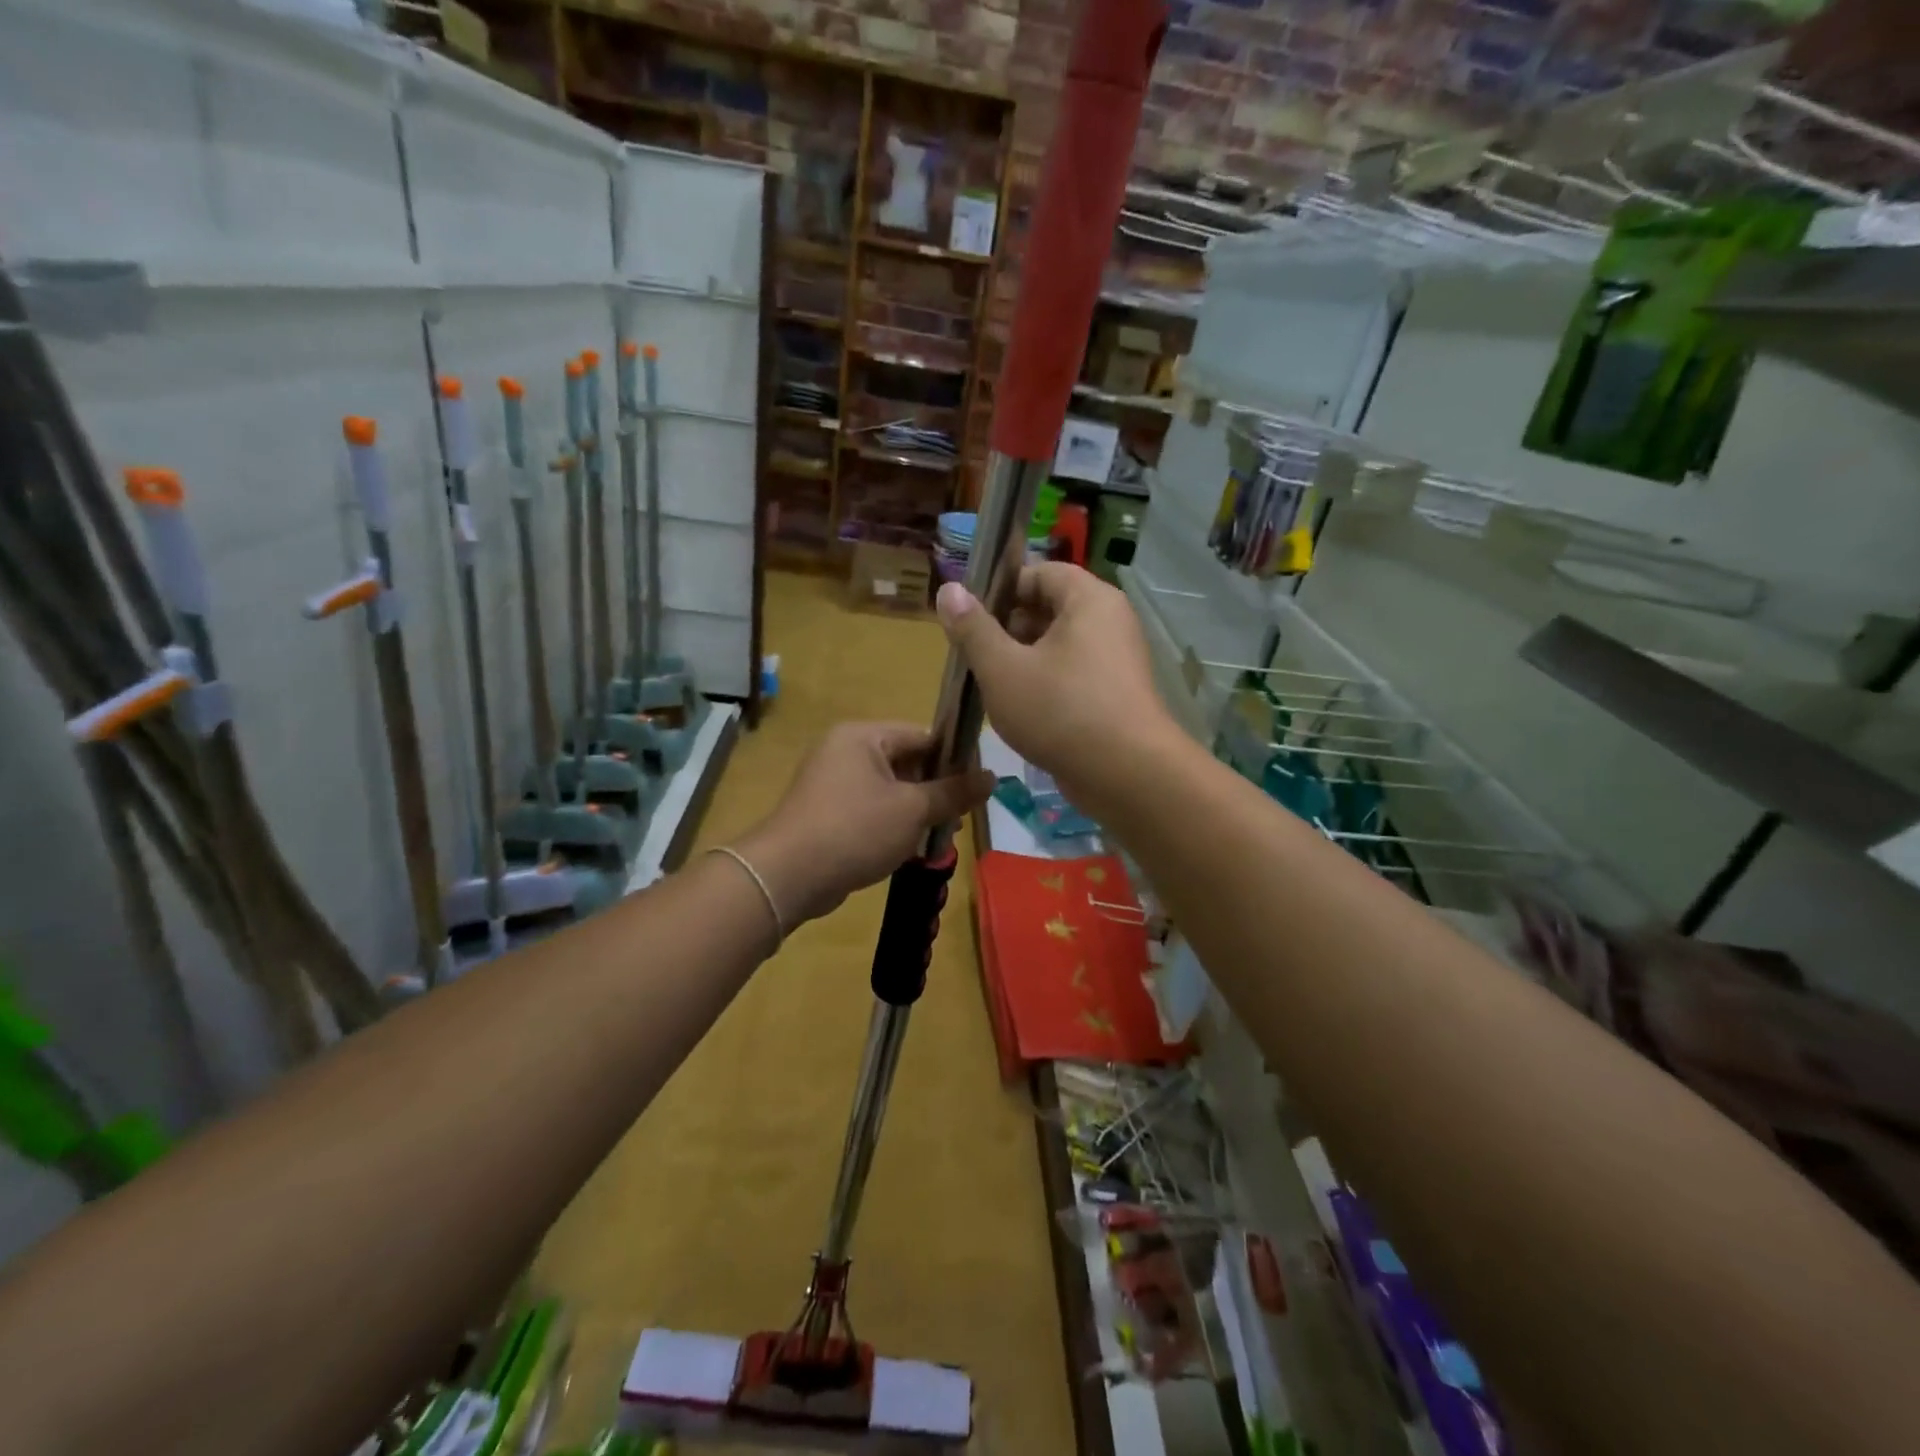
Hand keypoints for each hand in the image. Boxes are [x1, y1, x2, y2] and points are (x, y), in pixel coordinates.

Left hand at [734, 721, 993, 926]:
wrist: (788, 876)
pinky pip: (870, 810)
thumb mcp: (913, 810)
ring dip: (916, 812)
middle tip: (961, 817)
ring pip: (890, 790)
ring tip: (941, 835)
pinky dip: (892, 826)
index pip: (922, 736)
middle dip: (935, 790)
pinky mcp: (826, 813)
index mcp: (863, 736)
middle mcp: (844, 751)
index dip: (954, 759)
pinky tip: (910, 849)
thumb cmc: (856, 829)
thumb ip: (954, 792)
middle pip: (906, 763)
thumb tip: (992, 777)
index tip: (978, 785)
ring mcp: (832, 783)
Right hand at [935, 564, 1179, 813]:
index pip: (1040, 572)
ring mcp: (1117, 659)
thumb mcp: (1003, 668)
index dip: (1001, 588)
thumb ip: (973, 628)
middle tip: (972, 653)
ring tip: (988, 682)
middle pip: (1050, 608)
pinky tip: (1018, 707)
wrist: (1126, 776)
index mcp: (1089, 599)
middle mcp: (1110, 620)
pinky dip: (1045, 681)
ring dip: (1022, 658)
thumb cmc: (1060, 711)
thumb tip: (948, 589)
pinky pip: (1073, 673)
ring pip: (1059, 644)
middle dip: (1007, 627)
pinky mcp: (1116, 693)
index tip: (968, 615)